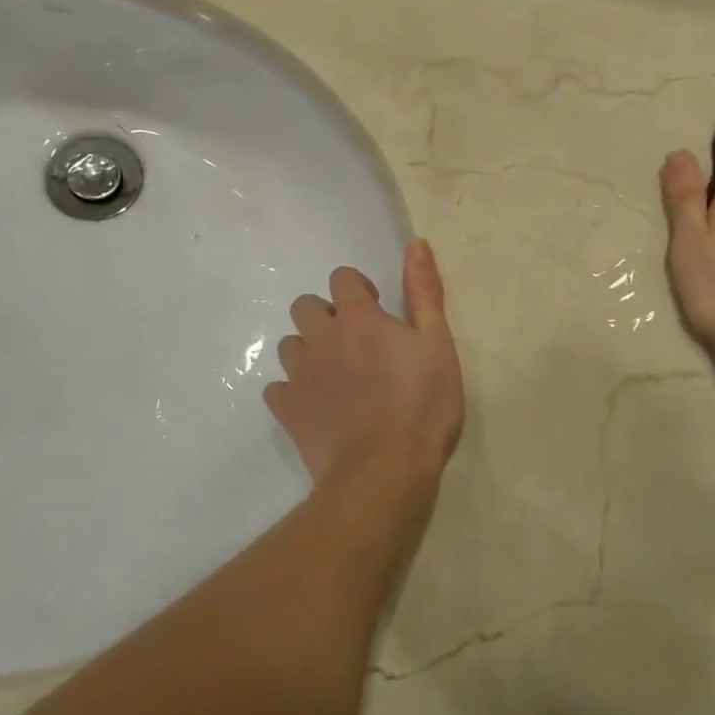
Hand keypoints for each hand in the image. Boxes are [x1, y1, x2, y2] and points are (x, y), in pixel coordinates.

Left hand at [264, 240, 464, 488]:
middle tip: (355, 343)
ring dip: (308, 351)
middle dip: (325, 315)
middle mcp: (322, 338)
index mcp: (359, 319)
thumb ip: (424, 292)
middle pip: (305, 306)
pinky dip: (292, 390)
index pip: (342, 279)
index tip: (377, 311)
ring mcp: (300, 375)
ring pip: (289, 345)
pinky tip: (315, 406)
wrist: (385, 471)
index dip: (357, 290)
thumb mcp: (437, 344)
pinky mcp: (287, 410)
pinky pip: (277, 388)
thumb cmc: (422, 405)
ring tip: (335, 375)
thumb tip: (416, 244)